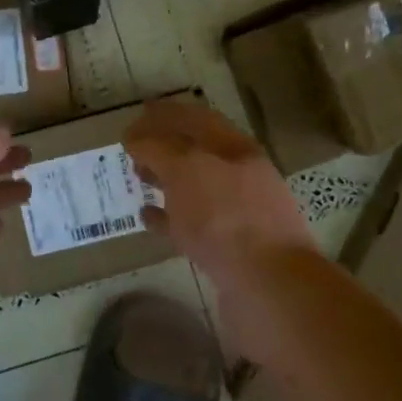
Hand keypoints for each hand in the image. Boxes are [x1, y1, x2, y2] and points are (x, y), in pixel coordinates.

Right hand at [125, 98, 315, 286]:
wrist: (269, 286)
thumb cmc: (225, 218)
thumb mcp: (186, 170)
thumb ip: (159, 149)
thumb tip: (138, 139)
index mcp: (234, 147)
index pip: (195, 118)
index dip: (164, 114)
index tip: (134, 117)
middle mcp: (239, 173)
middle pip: (196, 150)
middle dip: (164, 145)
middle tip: (132, 148)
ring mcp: (237, 212)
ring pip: (194, 186)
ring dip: (165, 179)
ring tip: (137, 178)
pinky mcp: (230, 247)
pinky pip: (192, 224)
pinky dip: (168, 217)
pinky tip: (147, 217)